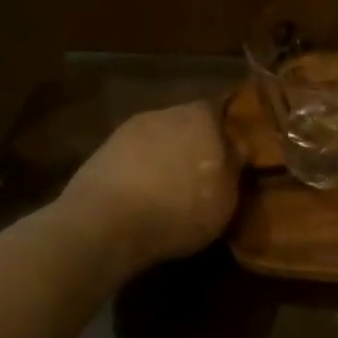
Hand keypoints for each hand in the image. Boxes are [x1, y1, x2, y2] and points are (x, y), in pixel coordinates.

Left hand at [52, 102, 240, 267]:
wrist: (105, 224)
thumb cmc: (180, 208)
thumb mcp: (227, 198)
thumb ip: (234, 168)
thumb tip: (238, 149)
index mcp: (202, 115)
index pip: (221, 113)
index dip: (226, 136)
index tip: (230, 158)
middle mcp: (165, 113)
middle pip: (186, 125)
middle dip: (193, 147)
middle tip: (201, 177)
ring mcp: (127, 131)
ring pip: (156, 142)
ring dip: (162, 161)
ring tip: (168, 192)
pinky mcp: (99, 154)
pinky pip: (130, 161)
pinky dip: (137, 176)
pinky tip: (140, 200)